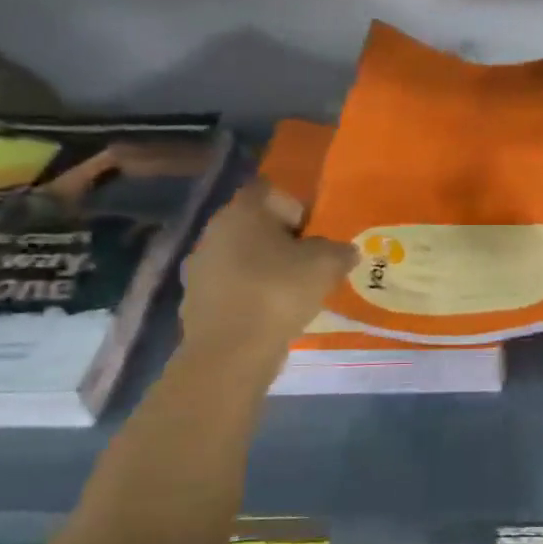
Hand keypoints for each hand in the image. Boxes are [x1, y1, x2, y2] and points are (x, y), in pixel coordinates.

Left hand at [179, 181, 356, 358]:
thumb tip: (345, 250)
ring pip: (242, 256)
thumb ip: (339, 251)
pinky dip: (250, 293)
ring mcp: (201, 266)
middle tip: (308, 262)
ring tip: (292, 292)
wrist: (231, 353)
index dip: (294, 206)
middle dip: (281, 239)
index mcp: (242, 212)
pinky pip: (232, 286)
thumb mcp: (326, 265)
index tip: (312, 232)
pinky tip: (270, 314)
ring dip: (265, 267)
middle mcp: (214, 231)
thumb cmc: (279, 293)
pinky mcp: (196, 300)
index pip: (269, 190)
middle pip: (254, 224)